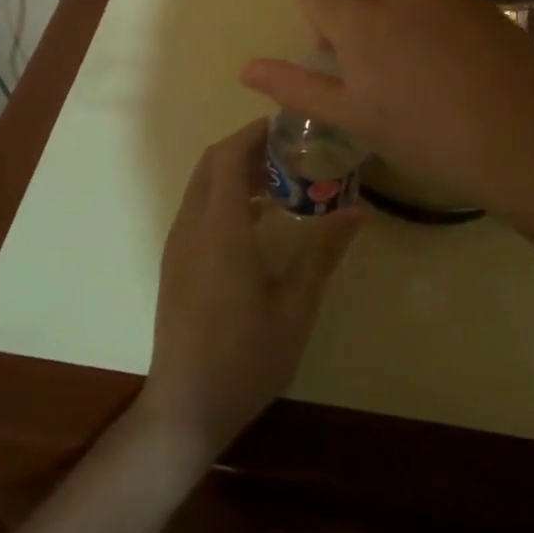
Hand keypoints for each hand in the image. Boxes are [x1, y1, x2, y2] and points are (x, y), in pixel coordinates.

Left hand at [139, 120, 359, 460]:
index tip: (290, 126)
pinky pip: (199, 208)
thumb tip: (358, 210)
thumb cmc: (245, 358)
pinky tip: (259, 218)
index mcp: (219, 229)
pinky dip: (225, 195)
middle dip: (248, 147)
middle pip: (213, 163)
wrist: (185, 407)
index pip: (228, 156)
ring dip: (236, 171)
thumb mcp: (295, 307)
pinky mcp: (175, 262)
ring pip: (203, 185)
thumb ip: (322, 252)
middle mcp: (191, 227)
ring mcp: (178, 245)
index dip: (255, 133)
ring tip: (283, 180)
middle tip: (293, 151)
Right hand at [240, 0, 533, 231]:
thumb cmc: (427, 136)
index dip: (315, 23)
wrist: (530, 140)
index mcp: (357, 11)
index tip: (340, 63)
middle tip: (376, 72)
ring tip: (414, 67)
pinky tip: (450, 62)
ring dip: (387, 14)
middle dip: (349, 17)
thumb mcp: (352, 117)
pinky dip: (424, 16)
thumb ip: (294, 85)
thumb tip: (245, 68)